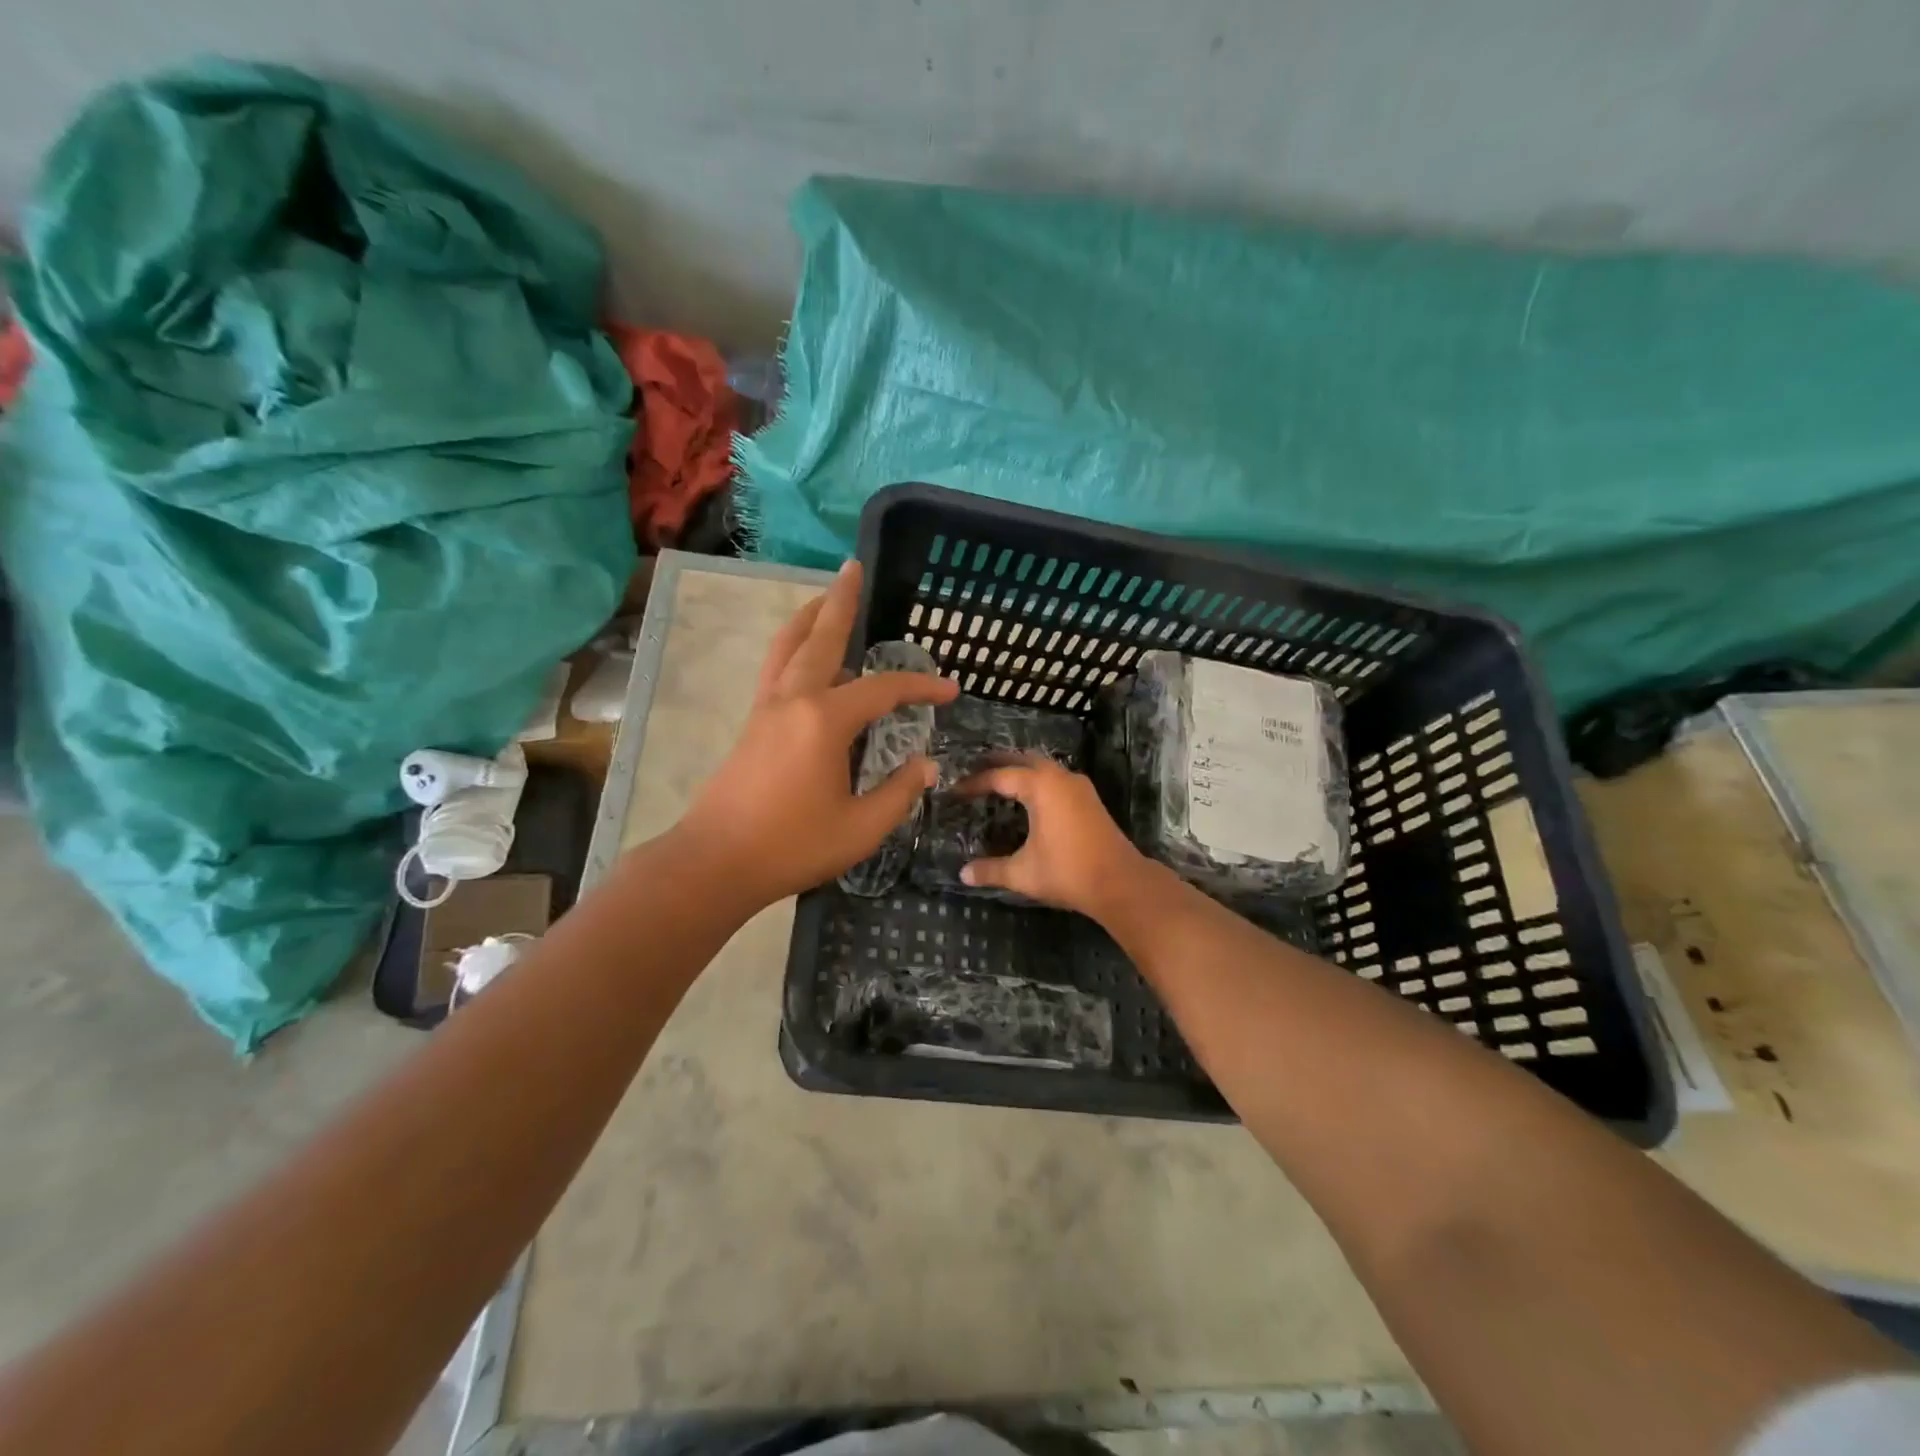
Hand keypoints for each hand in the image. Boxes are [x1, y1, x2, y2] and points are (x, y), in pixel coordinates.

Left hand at [676, 562, 957, 908]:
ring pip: (788, 646)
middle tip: (853, 567)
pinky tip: (805, 658)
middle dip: (840, 601)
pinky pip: (776, 669)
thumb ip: (899, 792)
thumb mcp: (861, 828)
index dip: (920, 686)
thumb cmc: (792, 846)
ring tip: (825, 598)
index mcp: (825, 720)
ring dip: (809, 617)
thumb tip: (925, 764)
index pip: (883, 689)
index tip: (949, 690)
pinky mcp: (752, 724)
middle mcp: (793, 700)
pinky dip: (794, 647)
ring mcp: (766, 708)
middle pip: (820, 637)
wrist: (715, 862)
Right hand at [955, 755, 1154, 920]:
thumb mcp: (1023, 873)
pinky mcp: (1089, 798)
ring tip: (997, 780)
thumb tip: (962, 874)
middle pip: (1023, 760)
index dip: (974, 783)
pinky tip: (1028, 797)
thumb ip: (991, 870)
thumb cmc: (1068, 872)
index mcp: (1041, 786)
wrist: (1120, 882)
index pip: (999, 776)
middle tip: (973, 771)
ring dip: (1020, 769)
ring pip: (1043, 766)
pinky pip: (1056, 778)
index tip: (954, 792)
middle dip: (997, 764)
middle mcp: (1060, 777)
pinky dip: (1037, 780)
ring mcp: (1078, 786)